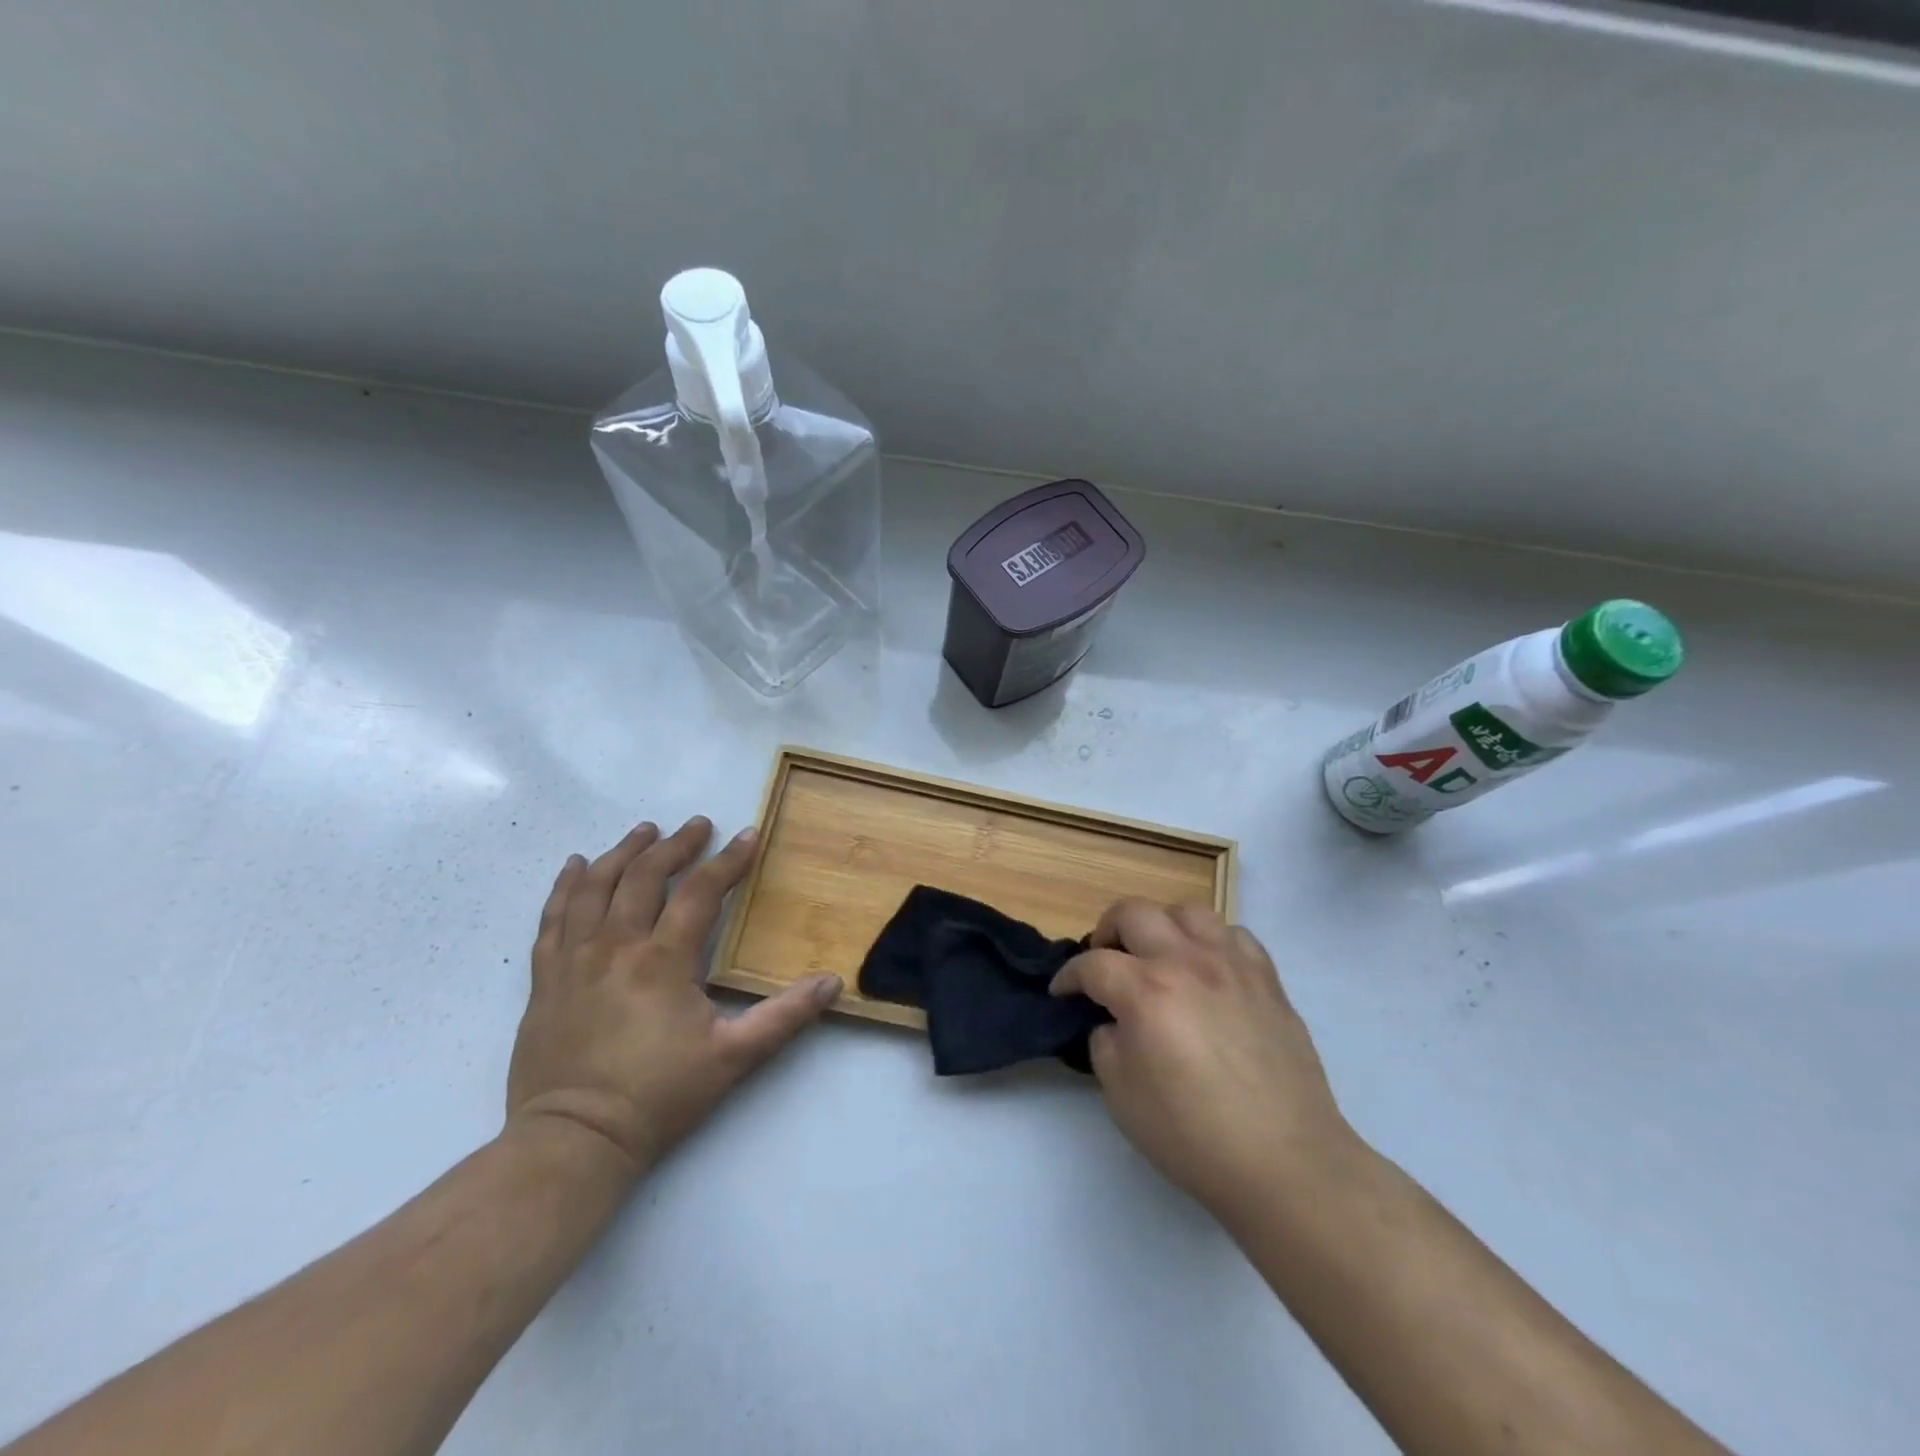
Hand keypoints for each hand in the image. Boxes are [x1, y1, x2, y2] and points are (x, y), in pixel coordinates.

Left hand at [506, 816, 841, 1174]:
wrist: (573, 1141)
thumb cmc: (658, 1096)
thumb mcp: (733, 1059)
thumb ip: (785, 1016)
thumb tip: (832, 982)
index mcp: (663, 961)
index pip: (700, 893)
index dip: (728, 861)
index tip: (748, 835)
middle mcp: (615, 946)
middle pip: (645, 876)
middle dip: (676, 845)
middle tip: (698, 825)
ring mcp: (573, 959)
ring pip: (595, 886)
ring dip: (623, 852)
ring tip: (645, 830)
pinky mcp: (544, 978)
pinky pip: (553, 917)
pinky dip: (565, 885)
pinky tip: (576, 866)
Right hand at [1052, 899, 1354, 1218]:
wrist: (1285, 1162)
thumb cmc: (1193, 1135)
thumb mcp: (1121, 1096)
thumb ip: (1106, 1043)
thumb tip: (1115, 1021)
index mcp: (1145, 991)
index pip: (1092, 964)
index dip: (1069, 977)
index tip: (1063, 992)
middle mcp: (1185, 962)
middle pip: (1133, 912)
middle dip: (1107, 931)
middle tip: (1105, 961)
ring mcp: (1231, 964)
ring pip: (1186, 910)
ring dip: (1161, 926)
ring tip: (1159, 955)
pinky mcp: (1266, 978)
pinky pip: (1233, 934)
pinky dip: (1211, 942)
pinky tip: (1208, 970)